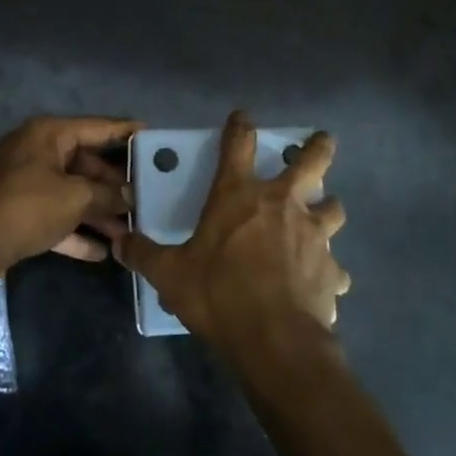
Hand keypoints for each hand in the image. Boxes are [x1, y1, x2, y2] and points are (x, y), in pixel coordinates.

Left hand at [0, 116, 140, 271]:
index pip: (96, 127)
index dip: (124, 132)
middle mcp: (36, 151)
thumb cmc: (30, 206)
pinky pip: (55, 216)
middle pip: (85, 163)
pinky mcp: (19, 212)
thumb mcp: (77, 197)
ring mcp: (25, 182)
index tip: (151, 134)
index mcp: (48, 134)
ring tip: (128, 231)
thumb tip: (129, 198)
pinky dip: (75, 231)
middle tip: (144, 197)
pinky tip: (102, 252)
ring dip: (98, 212)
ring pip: (71, 192)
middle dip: (113, 186)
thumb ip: (108, 194)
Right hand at [117, 111, 349, 359]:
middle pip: (312, 161)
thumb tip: (120, 243)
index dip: (240, 126)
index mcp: (239, 195)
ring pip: (333, 207)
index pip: (239, 144)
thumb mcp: (170, 274)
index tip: (242, 117)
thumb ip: (145, 254)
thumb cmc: (218, 293)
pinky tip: (321, 281)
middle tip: (322, 140)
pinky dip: (328, 270)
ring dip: (328, 207)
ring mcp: (313, 234)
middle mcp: (282, 204)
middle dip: (318, 147)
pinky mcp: (330, 269)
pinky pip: (334, 266)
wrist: (273, 338)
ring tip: (322, 214)